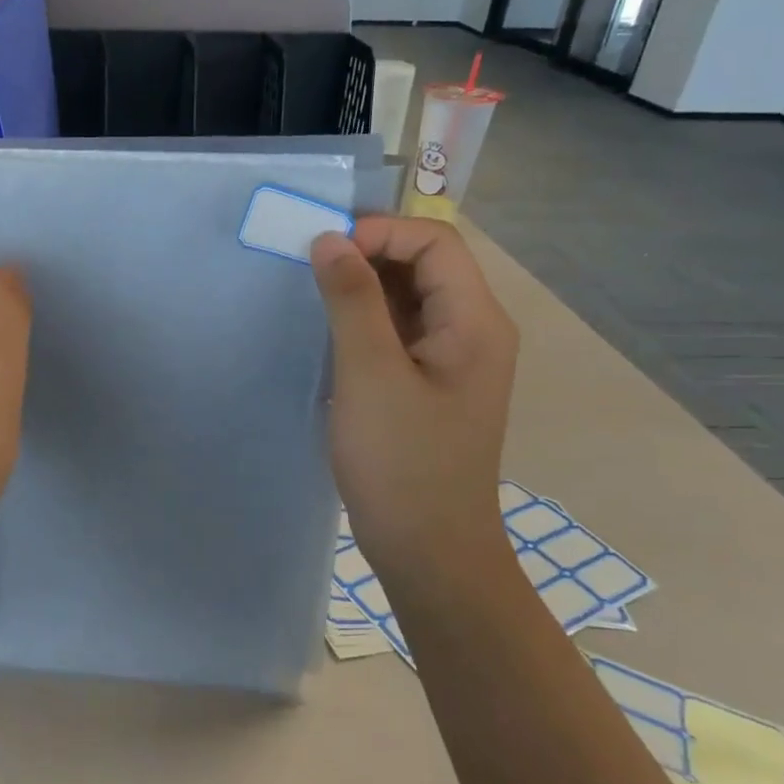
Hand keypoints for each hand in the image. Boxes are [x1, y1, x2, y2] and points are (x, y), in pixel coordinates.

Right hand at [310, 218, 517, 577]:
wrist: (428, 550)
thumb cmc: (402, 462)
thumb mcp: (369, 373)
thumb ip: (351, 299)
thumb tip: (329, 239)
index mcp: (475, 321)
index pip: (434, 242)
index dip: (380, 233)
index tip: (323, 251)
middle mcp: (471, 331)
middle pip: (424, 265)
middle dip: (367, 255)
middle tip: (308, 268)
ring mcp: (450, 360)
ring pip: (407, 299)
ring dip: (361, 289)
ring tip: (311, 297)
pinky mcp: (426, 384)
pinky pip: (397, 332)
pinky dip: (363, 322)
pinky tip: (328, 335)